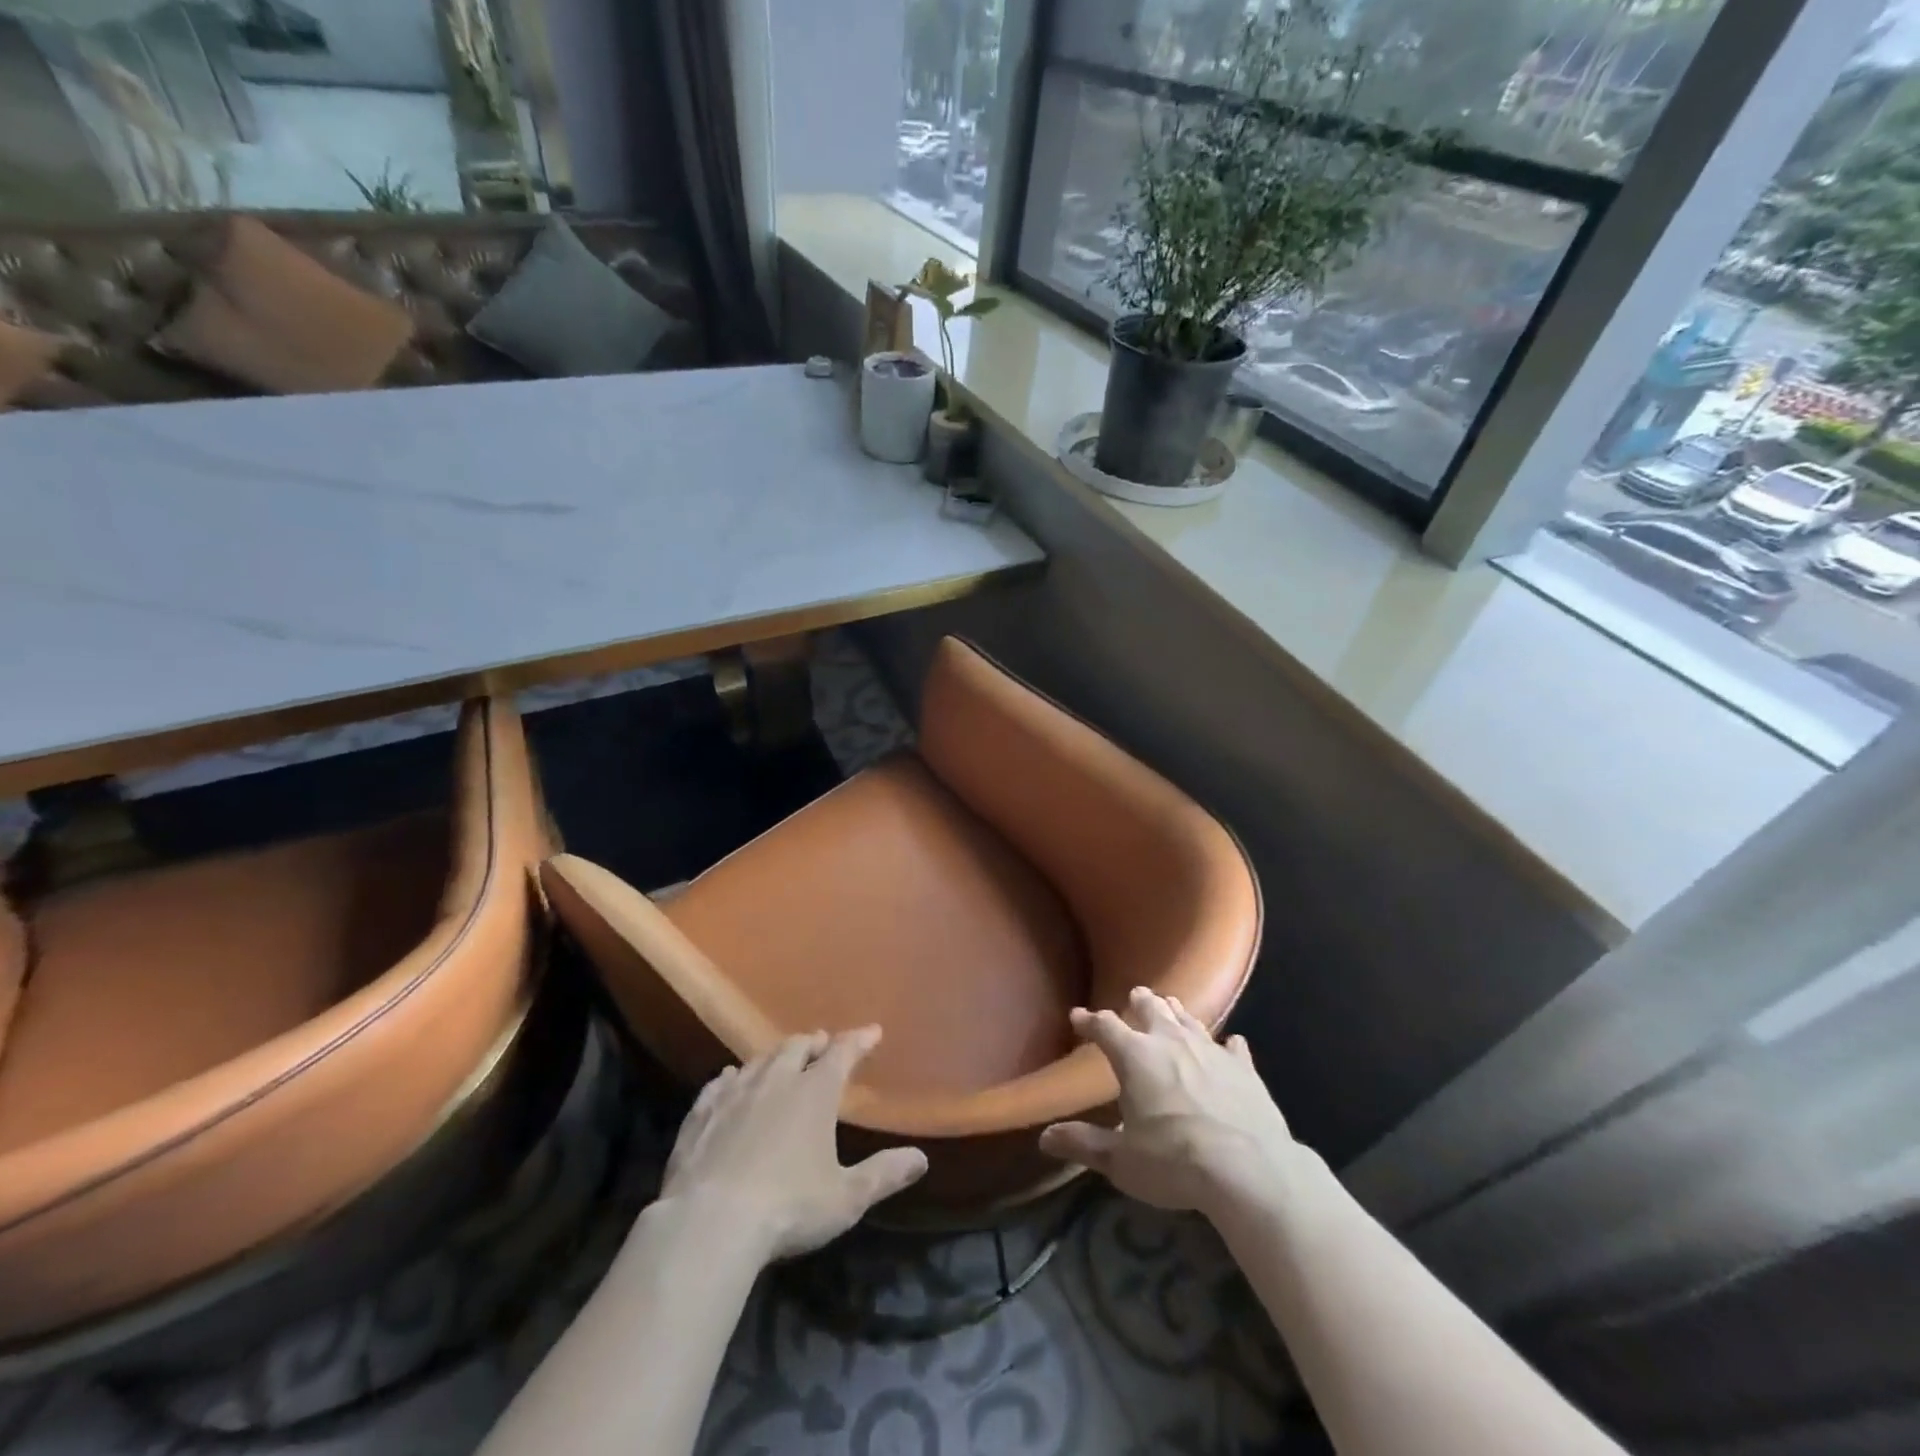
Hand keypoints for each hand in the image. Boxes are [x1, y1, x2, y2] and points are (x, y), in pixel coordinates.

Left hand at [658, 1027, 928, 1263]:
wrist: (709, 1223)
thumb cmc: (788, 1208)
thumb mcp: (846, 1198)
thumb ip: (884, 1174)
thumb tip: (921, 1158)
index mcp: (815, 1093)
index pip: (842, 1053)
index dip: (859, 1040)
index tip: (873, 1032)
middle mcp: (776, 1081)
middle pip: (798, 1047)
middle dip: (815, 1042)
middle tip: (824, 1042)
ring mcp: (735, 1094)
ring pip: (760, 1060)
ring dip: (777, 1055)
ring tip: (784, 1056)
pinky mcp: (702, 1114)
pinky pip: (719, 1083)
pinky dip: (733, 1076)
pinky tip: (730, 1078)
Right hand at [1040, 987, 1300, 1219]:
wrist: (1249, 1170)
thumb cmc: (1174, 1161)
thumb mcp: (1121, 1160)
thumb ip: (1084, 1144)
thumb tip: (1045, 1137)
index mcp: (1135, 1056)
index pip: (1105, 1027)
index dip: (1089, 1021)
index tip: (1077, 1016)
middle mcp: (1170, 1042)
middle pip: (1151, 1009)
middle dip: (1140, 1001)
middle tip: (1135, 995)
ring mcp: (1211, 1050)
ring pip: (1189, 1020)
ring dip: (1177, 1013)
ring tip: (1171, 1006)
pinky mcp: (1244, 1068)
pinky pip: (1233, 1047)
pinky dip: (1228, 1045)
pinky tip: (1231, 1043)